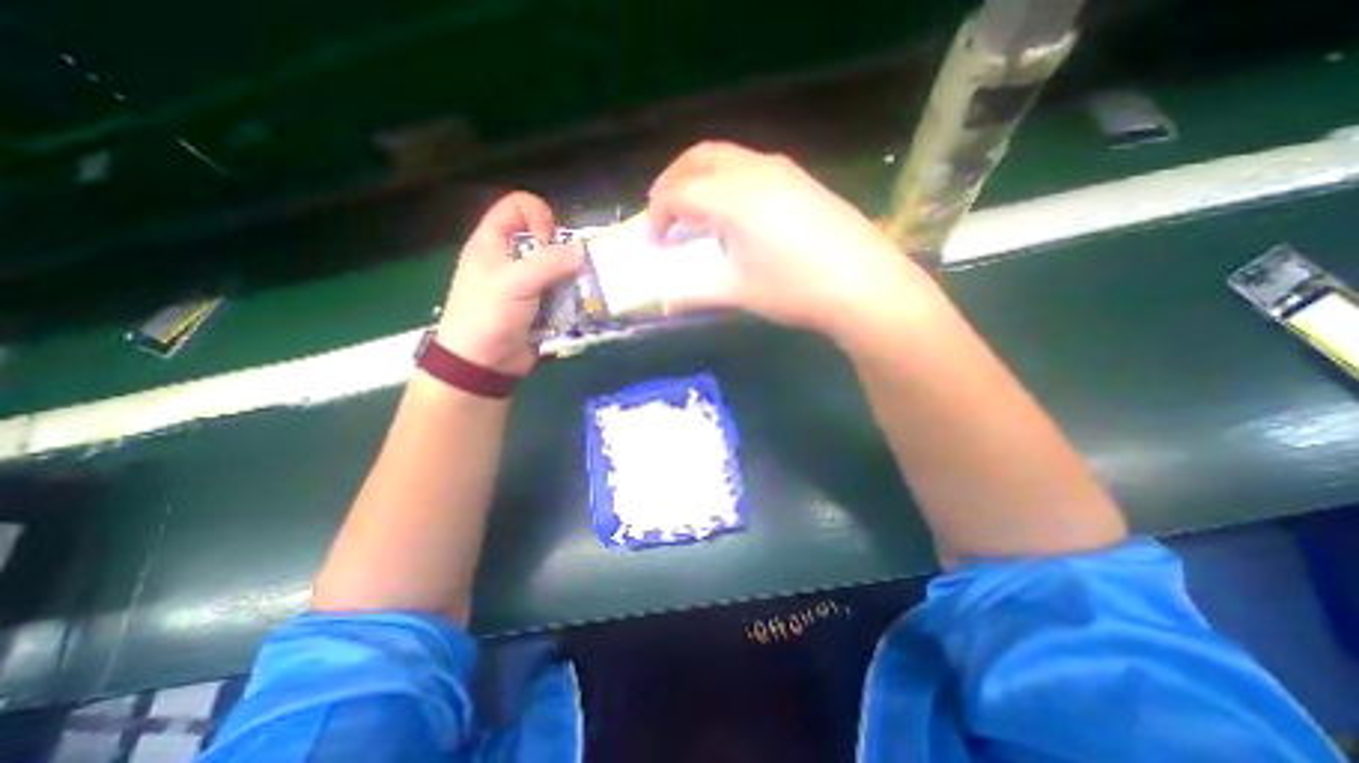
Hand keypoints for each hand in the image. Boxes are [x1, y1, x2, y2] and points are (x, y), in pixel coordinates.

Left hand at [439, 192, 579, 374]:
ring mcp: (526, 284)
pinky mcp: (540, 306)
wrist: (483, 364)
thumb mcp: (515, 283)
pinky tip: (579, 308)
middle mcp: (510, 259)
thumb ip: (549, 263)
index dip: (538, 215)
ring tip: (581, 292)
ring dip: (572, 278)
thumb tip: (582, 252)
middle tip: (572, 271)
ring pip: (557, 268)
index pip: (517, 206)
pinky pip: (561, 293)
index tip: (548, 242)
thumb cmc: (489, 315)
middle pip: (544, 239)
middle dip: (563, 252)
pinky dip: (572, 298)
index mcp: (493, 243)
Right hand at [645, 139, 934, 345]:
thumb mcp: (738, 292)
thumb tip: (663, 301)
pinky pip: (750, 164)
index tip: (653, 241)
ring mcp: (782, 170)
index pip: (678, 194)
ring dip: (700, 175)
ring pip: (726, 156)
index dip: (658, 216)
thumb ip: (694, 293)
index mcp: (732, 198)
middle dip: (672, 180)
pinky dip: (726, 178)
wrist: (864, 284)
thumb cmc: (794, 289)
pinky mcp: (801, 179)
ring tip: (693, 206)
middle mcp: (754, 171)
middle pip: (699, 158)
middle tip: (662, 209)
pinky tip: (733, 207)